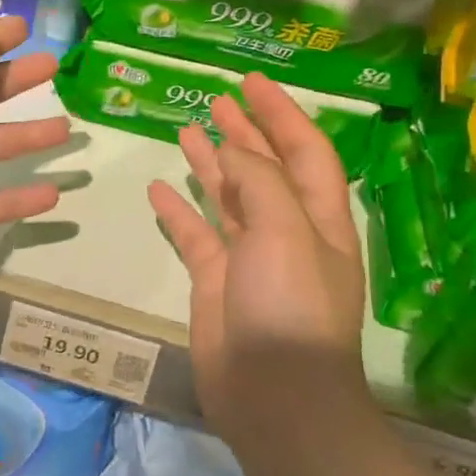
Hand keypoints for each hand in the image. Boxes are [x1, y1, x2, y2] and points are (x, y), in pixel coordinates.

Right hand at [147, 73, 367, 438]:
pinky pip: (194, 234)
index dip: (281, 113)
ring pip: (228, 197)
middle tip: (217, 99)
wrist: (274, 393)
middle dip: (246, 132)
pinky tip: (158, 188)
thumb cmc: (291, 306)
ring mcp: (248, 257)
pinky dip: (178, 210)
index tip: (251, 82)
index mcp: (317, 217)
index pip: (304, 151)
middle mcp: (286, 231)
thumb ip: (259, 182)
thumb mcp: (285, 232)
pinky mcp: (214, 281)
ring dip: (210, 163)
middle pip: (265, 169)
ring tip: (187, 129)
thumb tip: (232, 150)